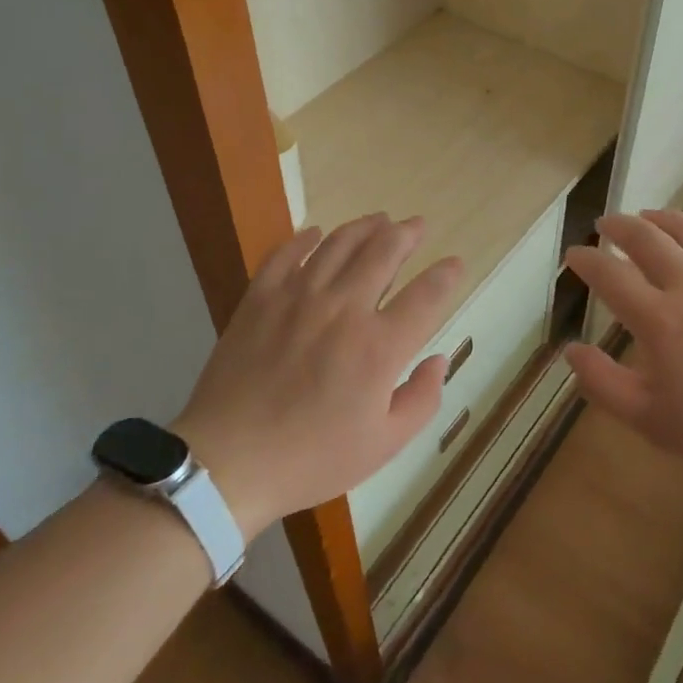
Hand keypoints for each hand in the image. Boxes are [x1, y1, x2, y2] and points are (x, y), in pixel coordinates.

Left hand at [173, 214, 463, 536]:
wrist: (227, 463)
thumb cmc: (311, 458)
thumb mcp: (383, 445)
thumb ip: (421, 399)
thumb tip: (440, 360)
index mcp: (379, 346)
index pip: (426, 295)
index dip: (446, 275)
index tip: (455, 264)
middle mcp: (343, 309)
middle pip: (384, 252)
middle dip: (407, 233)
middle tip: (417, 225)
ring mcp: (298, 297)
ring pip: (339, 243)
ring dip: (365, 226)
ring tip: (380, 219)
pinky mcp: (260, 298)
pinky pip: (286, 253)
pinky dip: (305, 238)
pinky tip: (316, 232)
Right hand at [563, 210, 682, 490]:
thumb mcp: (651, 422)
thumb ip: (604, 384)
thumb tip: (571, 350)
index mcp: (660, 320)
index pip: (611, 275)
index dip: (587, 260)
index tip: (574, 254)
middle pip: (647, 239)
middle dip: (619, 227)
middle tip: (605, 224)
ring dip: (662, 219)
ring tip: (647, 215)